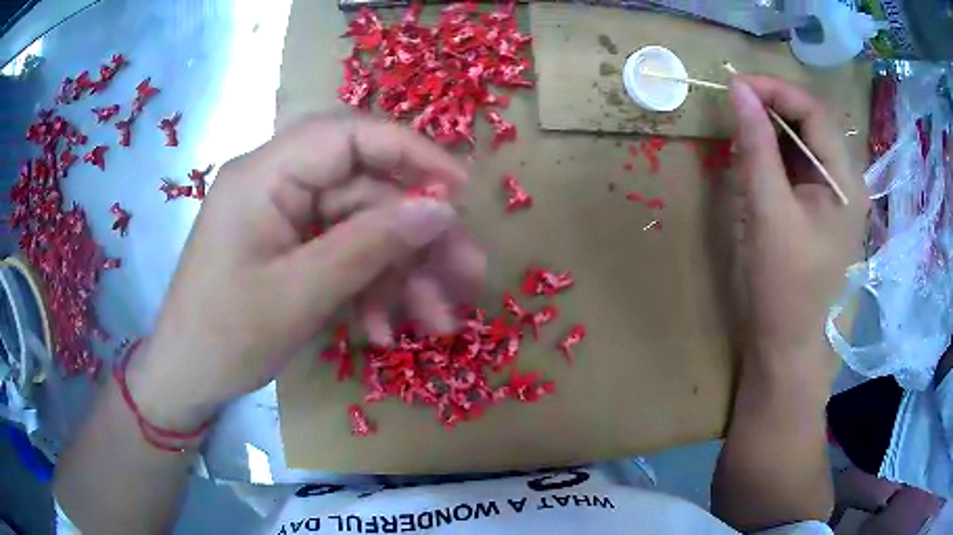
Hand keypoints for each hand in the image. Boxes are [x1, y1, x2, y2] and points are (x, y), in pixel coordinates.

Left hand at [128, 116, 484, 428]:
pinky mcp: (290, 246)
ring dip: (402, 273)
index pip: (350, 134)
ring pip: (362, 227)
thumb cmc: (225, 338)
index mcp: (265, 174)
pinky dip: (371, 288)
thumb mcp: (301, 295)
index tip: (461, 192)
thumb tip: (442, 210)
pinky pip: (343, 254)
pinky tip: (385, 328)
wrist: (187, 378)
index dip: (412, 153)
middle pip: (365, 188)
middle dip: (417, 235)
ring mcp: (285, 215)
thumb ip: (370, 246)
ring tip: (438, 320)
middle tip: (468, 275)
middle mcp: (277, 182)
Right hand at [729, 76, 867, 371]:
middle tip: (736, 102)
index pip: (815, 111)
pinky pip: (800, 164)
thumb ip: (756, 146)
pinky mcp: (821, 207)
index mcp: (846, 181)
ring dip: (773, 127)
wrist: (787, 343)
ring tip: (742, 128)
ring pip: (805, 140)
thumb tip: (738, 90)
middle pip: (813, 122)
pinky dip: (776, 152)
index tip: (735, 84)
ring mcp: (836, 195)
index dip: (775, 89)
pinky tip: (756, 156)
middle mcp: (848, 181)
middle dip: (774, 105)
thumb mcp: (768, 211)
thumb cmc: (783, 285)